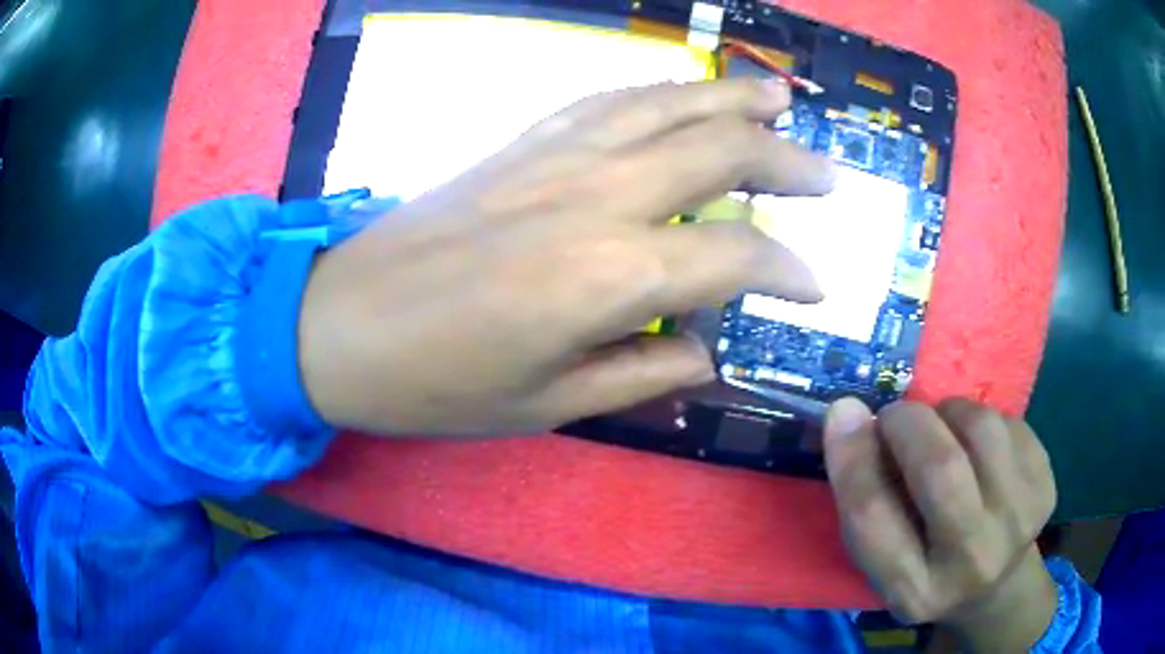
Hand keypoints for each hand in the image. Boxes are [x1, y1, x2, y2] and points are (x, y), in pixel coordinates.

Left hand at [298, 79, 834, 435]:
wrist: (338, 325)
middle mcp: (593, 196)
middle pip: (717, 154)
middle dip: (782, 161)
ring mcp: (552, 157)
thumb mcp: (547, 406)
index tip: (813, 286)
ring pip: (665, 105)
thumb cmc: (436, 383)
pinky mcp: (517, 143)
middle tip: (824, 173)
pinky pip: (605, 100)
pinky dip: (657, 92)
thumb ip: (641, 371)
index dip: (787, 271)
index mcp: (607, 275)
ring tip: (778, 96)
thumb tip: (706, 352)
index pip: (734, 258)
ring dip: (731, 98)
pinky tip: (682, 93)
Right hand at [824, 398, 1058, 650]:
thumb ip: (866, 497)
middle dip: (909, 422)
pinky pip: (1009, 422)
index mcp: (913, 591)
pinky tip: (978, 449)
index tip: (843, 411)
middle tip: (898, 415)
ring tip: (944, 431)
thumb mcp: (885, 556)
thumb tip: (849, 413)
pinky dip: (983, 421)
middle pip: (940, 468)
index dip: (853, 457)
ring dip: (950, 414)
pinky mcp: (1046, 488)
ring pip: (981, 428)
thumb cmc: (926, 566)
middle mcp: (970, 563)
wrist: (995, 585)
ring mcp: (1018, 523)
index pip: (873, 518)